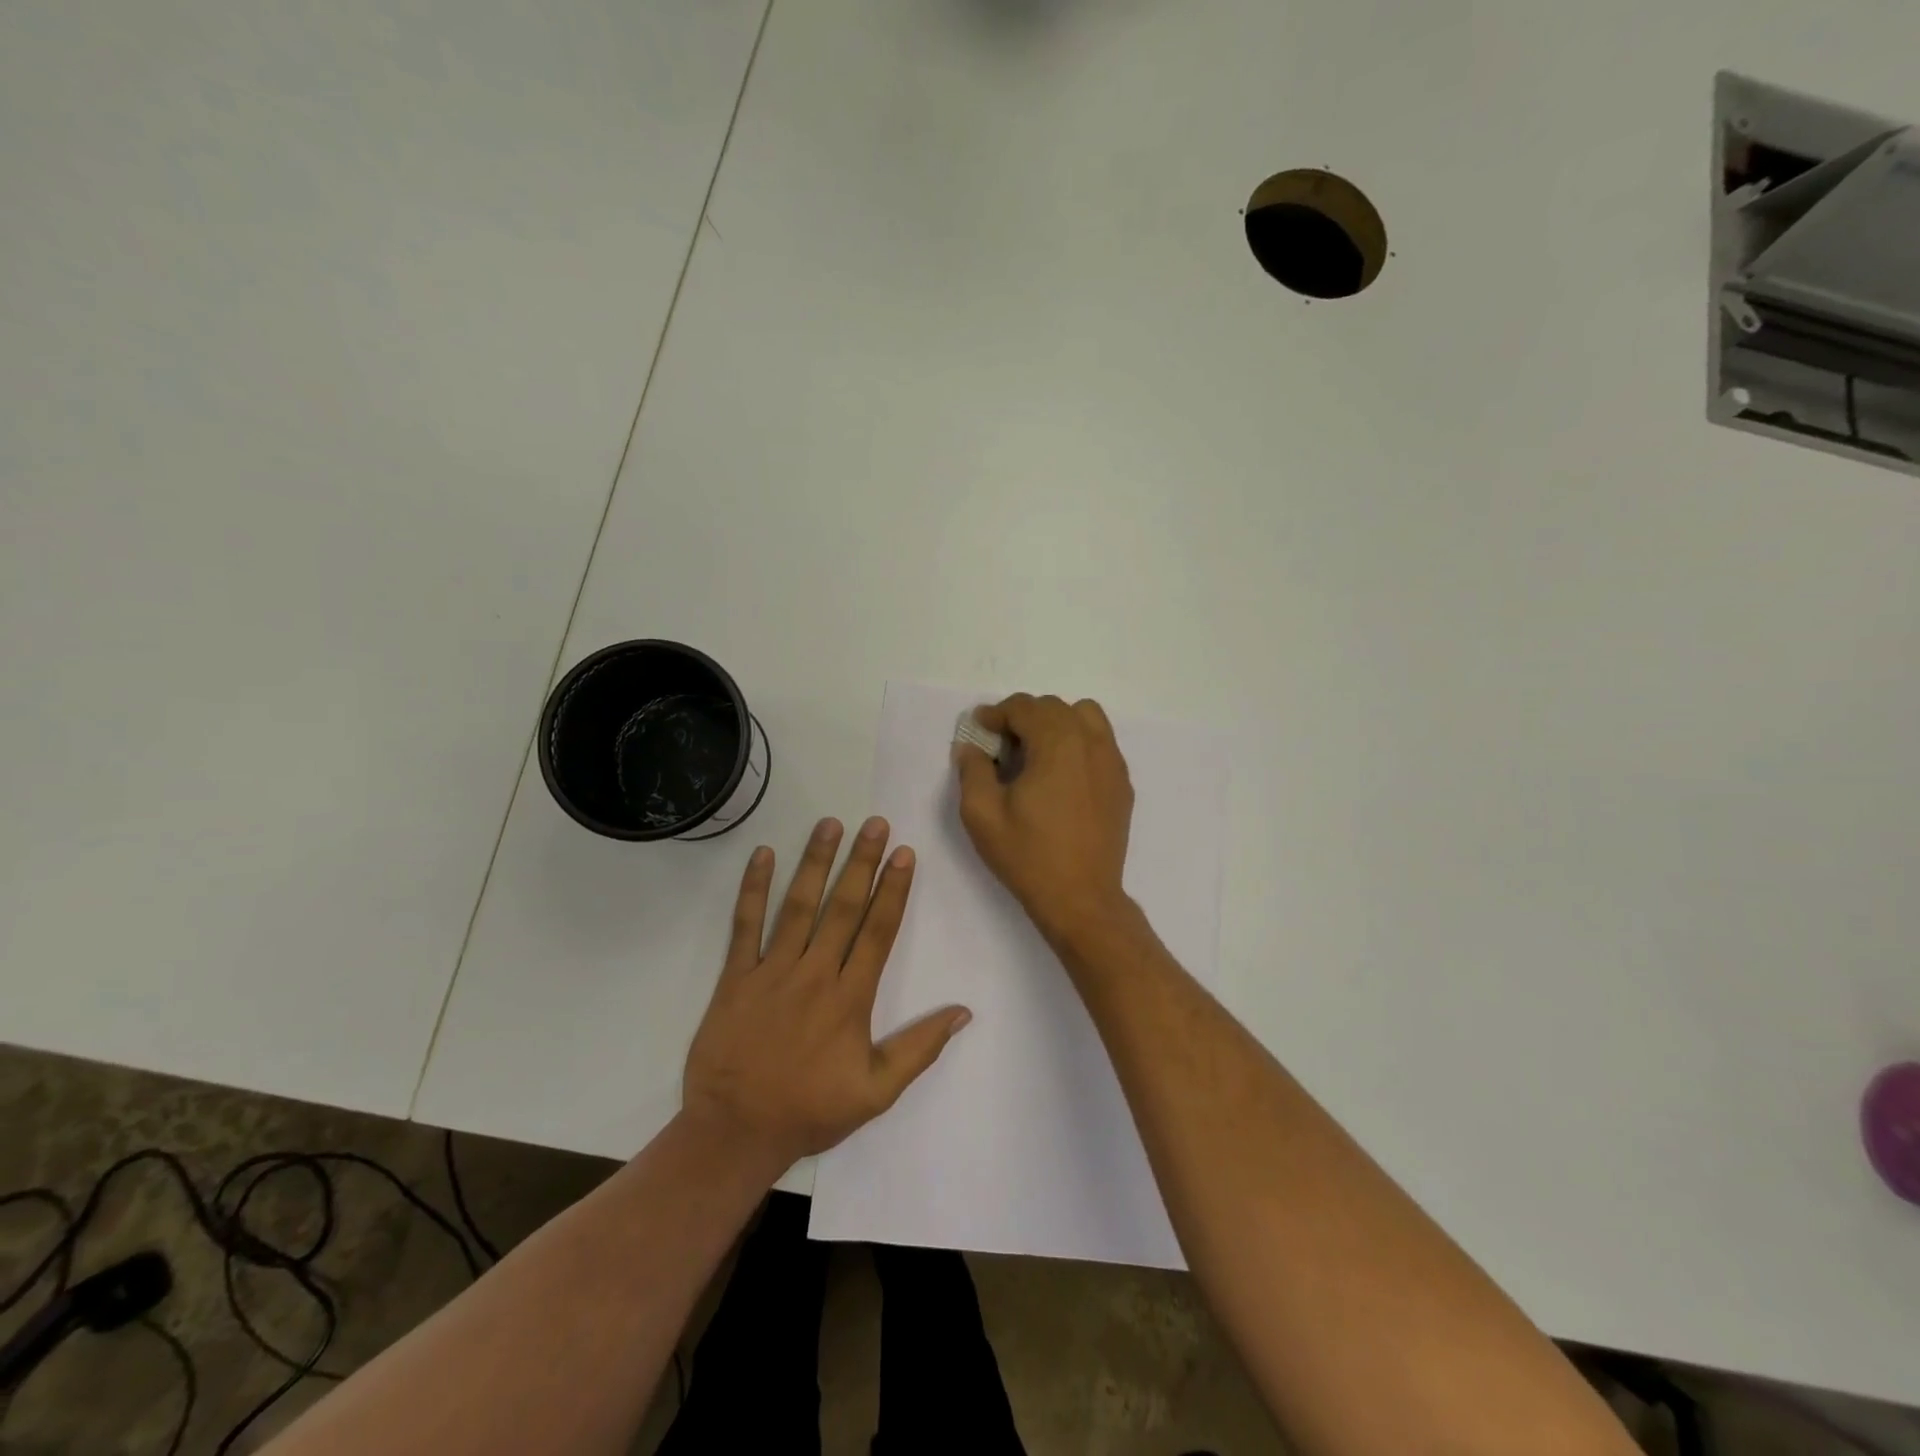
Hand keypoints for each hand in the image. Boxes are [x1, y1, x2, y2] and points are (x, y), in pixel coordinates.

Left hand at [682, 816, 971, 1172]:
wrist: (735, 1133)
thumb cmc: (810, 1111)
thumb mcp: (876, 1092)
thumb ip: (919, 1049)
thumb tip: (963, 1012)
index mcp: (850, 998)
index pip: (878, 931)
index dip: (893, 890)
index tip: (904, 854)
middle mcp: (814, 974)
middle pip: (844, 908)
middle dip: (862, 862)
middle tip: (875, 824)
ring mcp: (772, 972)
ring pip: (799, 906)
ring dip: (816, 862)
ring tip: (830, 824)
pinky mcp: (736, 977)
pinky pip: (745, 926)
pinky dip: (753, 889)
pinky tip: (763, 855)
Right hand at [954, 694, 1135, 945]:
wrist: (1081, 899)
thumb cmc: (1028, 856)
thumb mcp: (982, 814)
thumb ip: (972, 769)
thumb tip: (971, 746)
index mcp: (1057, 744)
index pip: (1025, 707)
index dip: (996, 713)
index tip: (979, 729)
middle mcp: (1090, 743)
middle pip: (1054, 707)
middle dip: (1024, 717)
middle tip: (1001, 746)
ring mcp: (1112, 762)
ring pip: (1085, 716)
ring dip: (1056, 723)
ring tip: (1036, 753)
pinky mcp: (1122, 783)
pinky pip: (1100, 742)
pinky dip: (1078, 742)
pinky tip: (1061, 775)